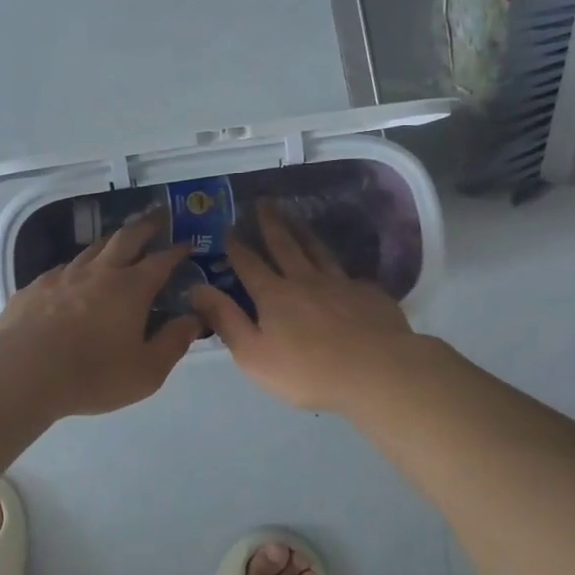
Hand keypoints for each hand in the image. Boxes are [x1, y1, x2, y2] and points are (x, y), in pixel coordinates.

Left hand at [0, 215, 201, 415]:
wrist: (22, 371)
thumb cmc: (93, 374)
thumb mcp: (146, 371)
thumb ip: (174, 343)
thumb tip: (194, 319)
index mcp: (131, 288)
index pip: (161, 261)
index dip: (177, 251)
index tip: (187, 244)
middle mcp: (100, 272)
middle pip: (126, 238)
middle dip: (146, 226)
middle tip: (158, 219)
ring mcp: (64, 275)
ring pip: (92, 248)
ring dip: (111, 241)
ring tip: (119, 241)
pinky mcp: (35, 286)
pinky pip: (63, 268)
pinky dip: (78, 266)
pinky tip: (74, 275)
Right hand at [187, 204, 417, 412]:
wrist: (376, 371)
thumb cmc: (307, 371)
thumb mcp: (253, 354)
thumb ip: (225, 320)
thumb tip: (197, 288)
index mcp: (274, 294)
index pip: (249, 263)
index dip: (237, 246)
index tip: (229, 228)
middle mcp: (305, 280)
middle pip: (285, 245)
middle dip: (271, 223)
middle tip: (264, 203)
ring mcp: (340, 283)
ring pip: (318, 250)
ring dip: (304, 232)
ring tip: (296, 218)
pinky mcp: (368, 293)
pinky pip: (348, 274)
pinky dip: (338, 266)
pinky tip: (340, 269)